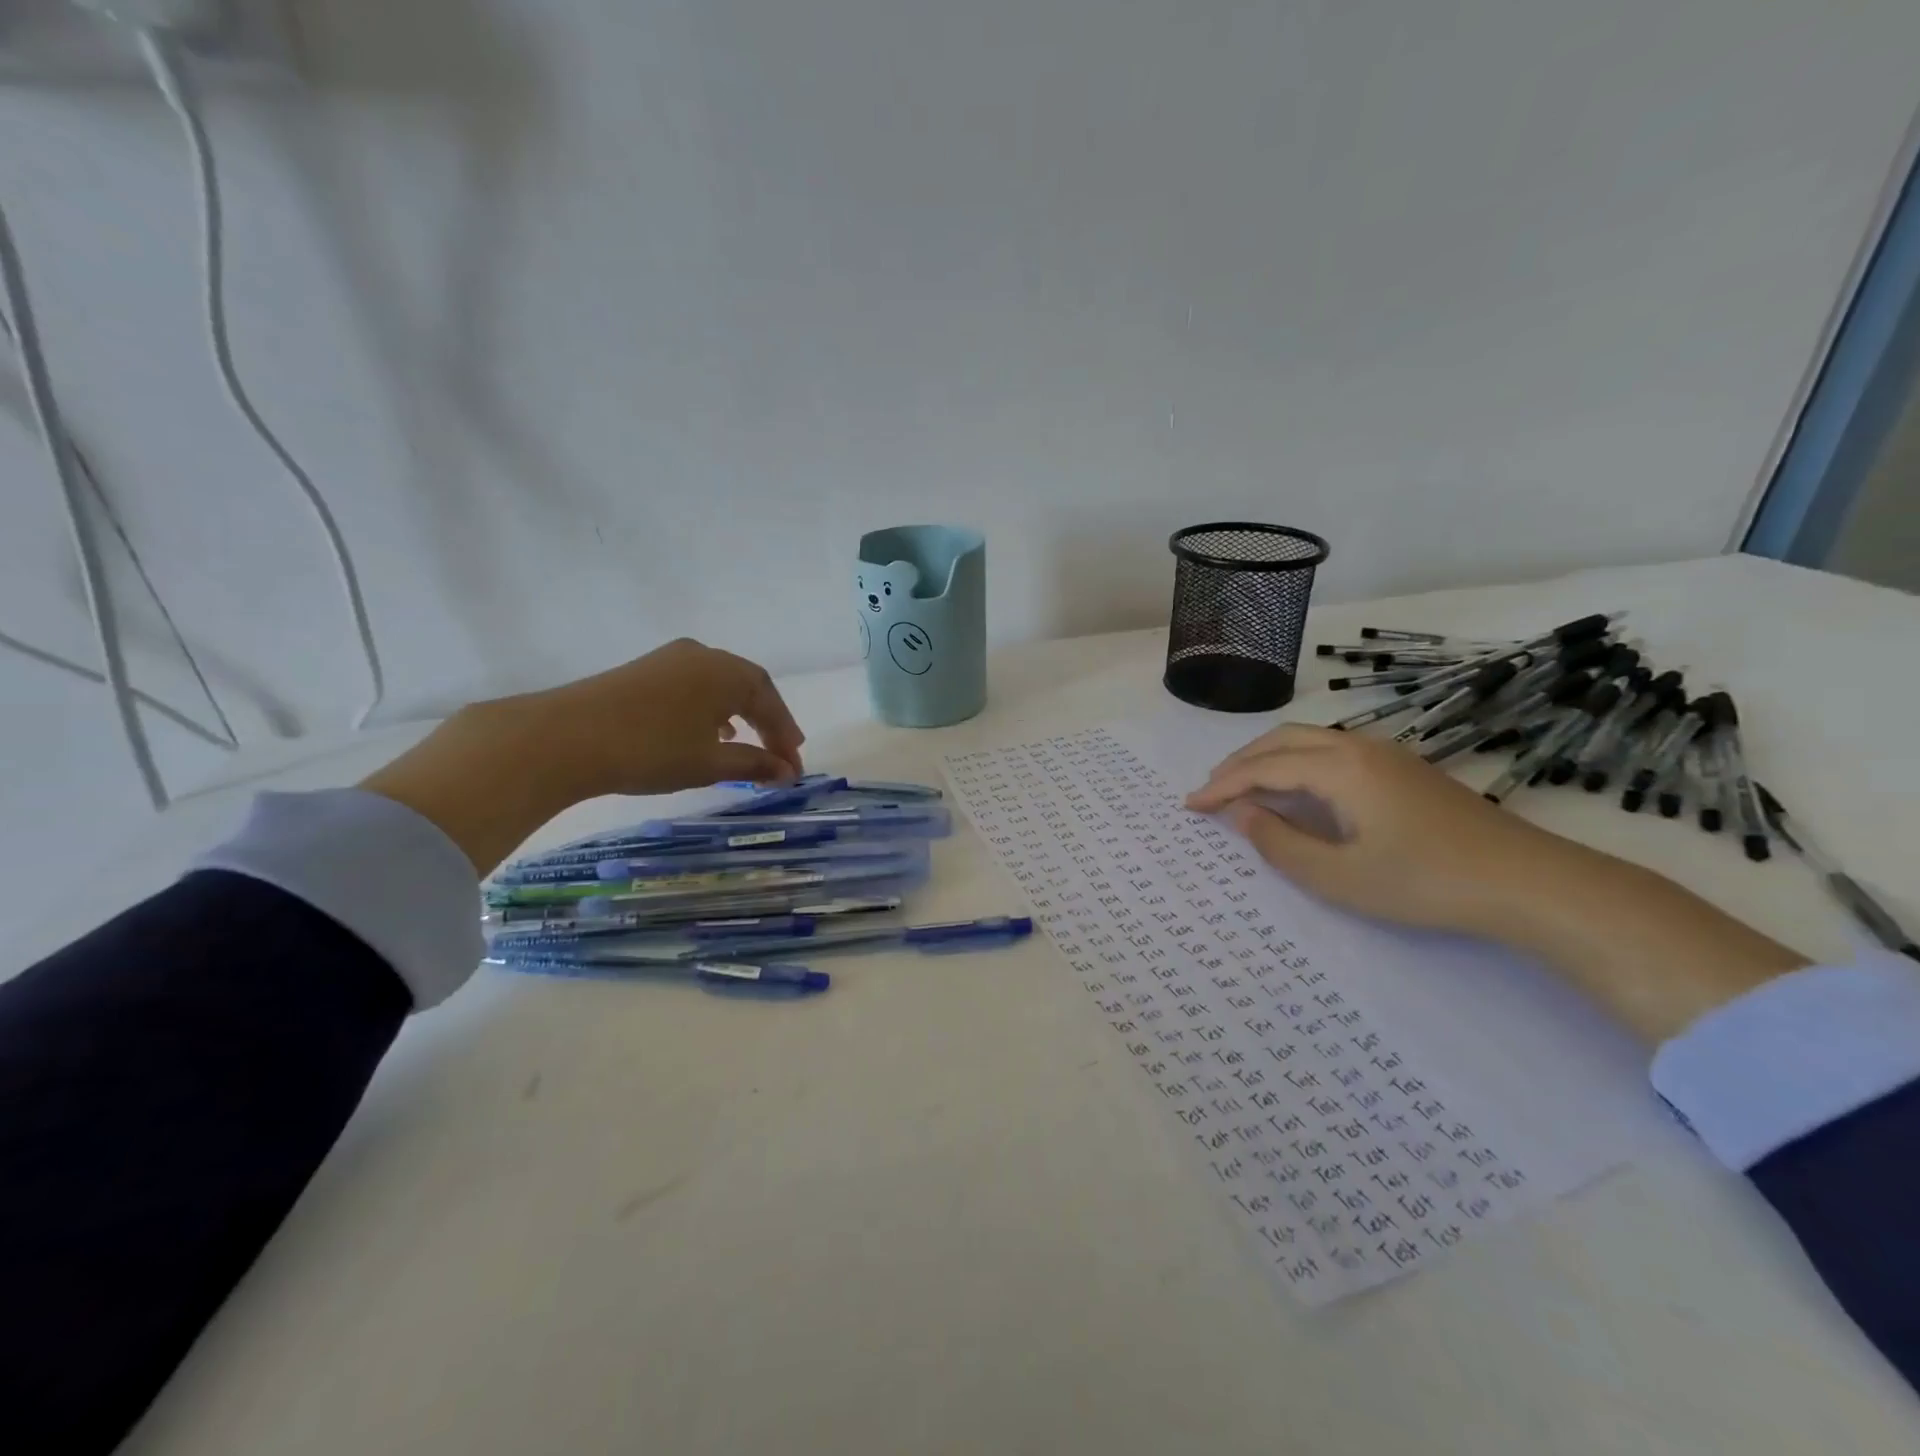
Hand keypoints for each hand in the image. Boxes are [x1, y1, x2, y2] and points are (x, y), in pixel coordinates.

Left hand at [507, 637, 804, 798]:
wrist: (564, 737)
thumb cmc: (650, 750)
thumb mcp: (709, 763)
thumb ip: (753, 764)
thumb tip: (787, 772)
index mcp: (727, 672)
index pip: (771, 704)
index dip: (785, 738)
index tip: (795, 769)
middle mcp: (704, 655)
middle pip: (750, 686)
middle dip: (768, 721)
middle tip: (782, 752)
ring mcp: (671, 658)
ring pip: (721, 684)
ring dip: (741, 713)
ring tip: (748, 743)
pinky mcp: (645, 669)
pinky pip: (695, 684)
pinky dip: (711, 707)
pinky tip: (706, 730)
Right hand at [1185, 723, 1567, 938]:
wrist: (1528, 882)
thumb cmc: (1425, 882)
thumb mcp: (1340, 877)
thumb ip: (1279, 844)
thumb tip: (1239, 814)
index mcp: (1339, 768)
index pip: (1262, 768)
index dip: (1221, 786)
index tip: (1189, 806)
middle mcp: (1358, 747)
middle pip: (1281, 740)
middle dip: (1239, 763)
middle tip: (1210, 792)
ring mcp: (1385, 754)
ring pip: (1309, 741)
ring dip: (1268, 758)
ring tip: (1243, 788)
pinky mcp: (1403, 768)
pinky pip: (1332, 751)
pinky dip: (1297, 763)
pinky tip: (1296, 789)